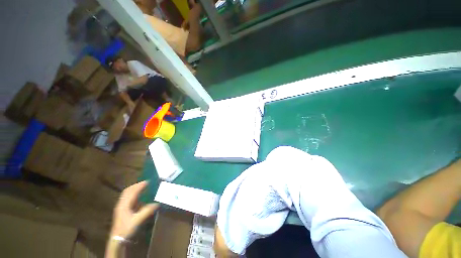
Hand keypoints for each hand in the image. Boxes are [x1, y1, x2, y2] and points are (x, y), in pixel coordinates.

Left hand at [110, 181, 158, 238]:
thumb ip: (147, 211)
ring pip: (126, 194)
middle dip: (136, 186)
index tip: (148, 181)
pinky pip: (127, 198)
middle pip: (127, 191)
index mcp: (124, 205)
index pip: (132, 191)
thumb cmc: (126, 228)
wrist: (117, 239)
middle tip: (145, 183)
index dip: (139, 186)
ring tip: (142, 187)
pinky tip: (138, 197)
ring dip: (134, 189)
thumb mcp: (137, 220)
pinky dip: (133, 194)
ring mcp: (121, 207)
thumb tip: (157, 203)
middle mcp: (121, 204)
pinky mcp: (122, 211)